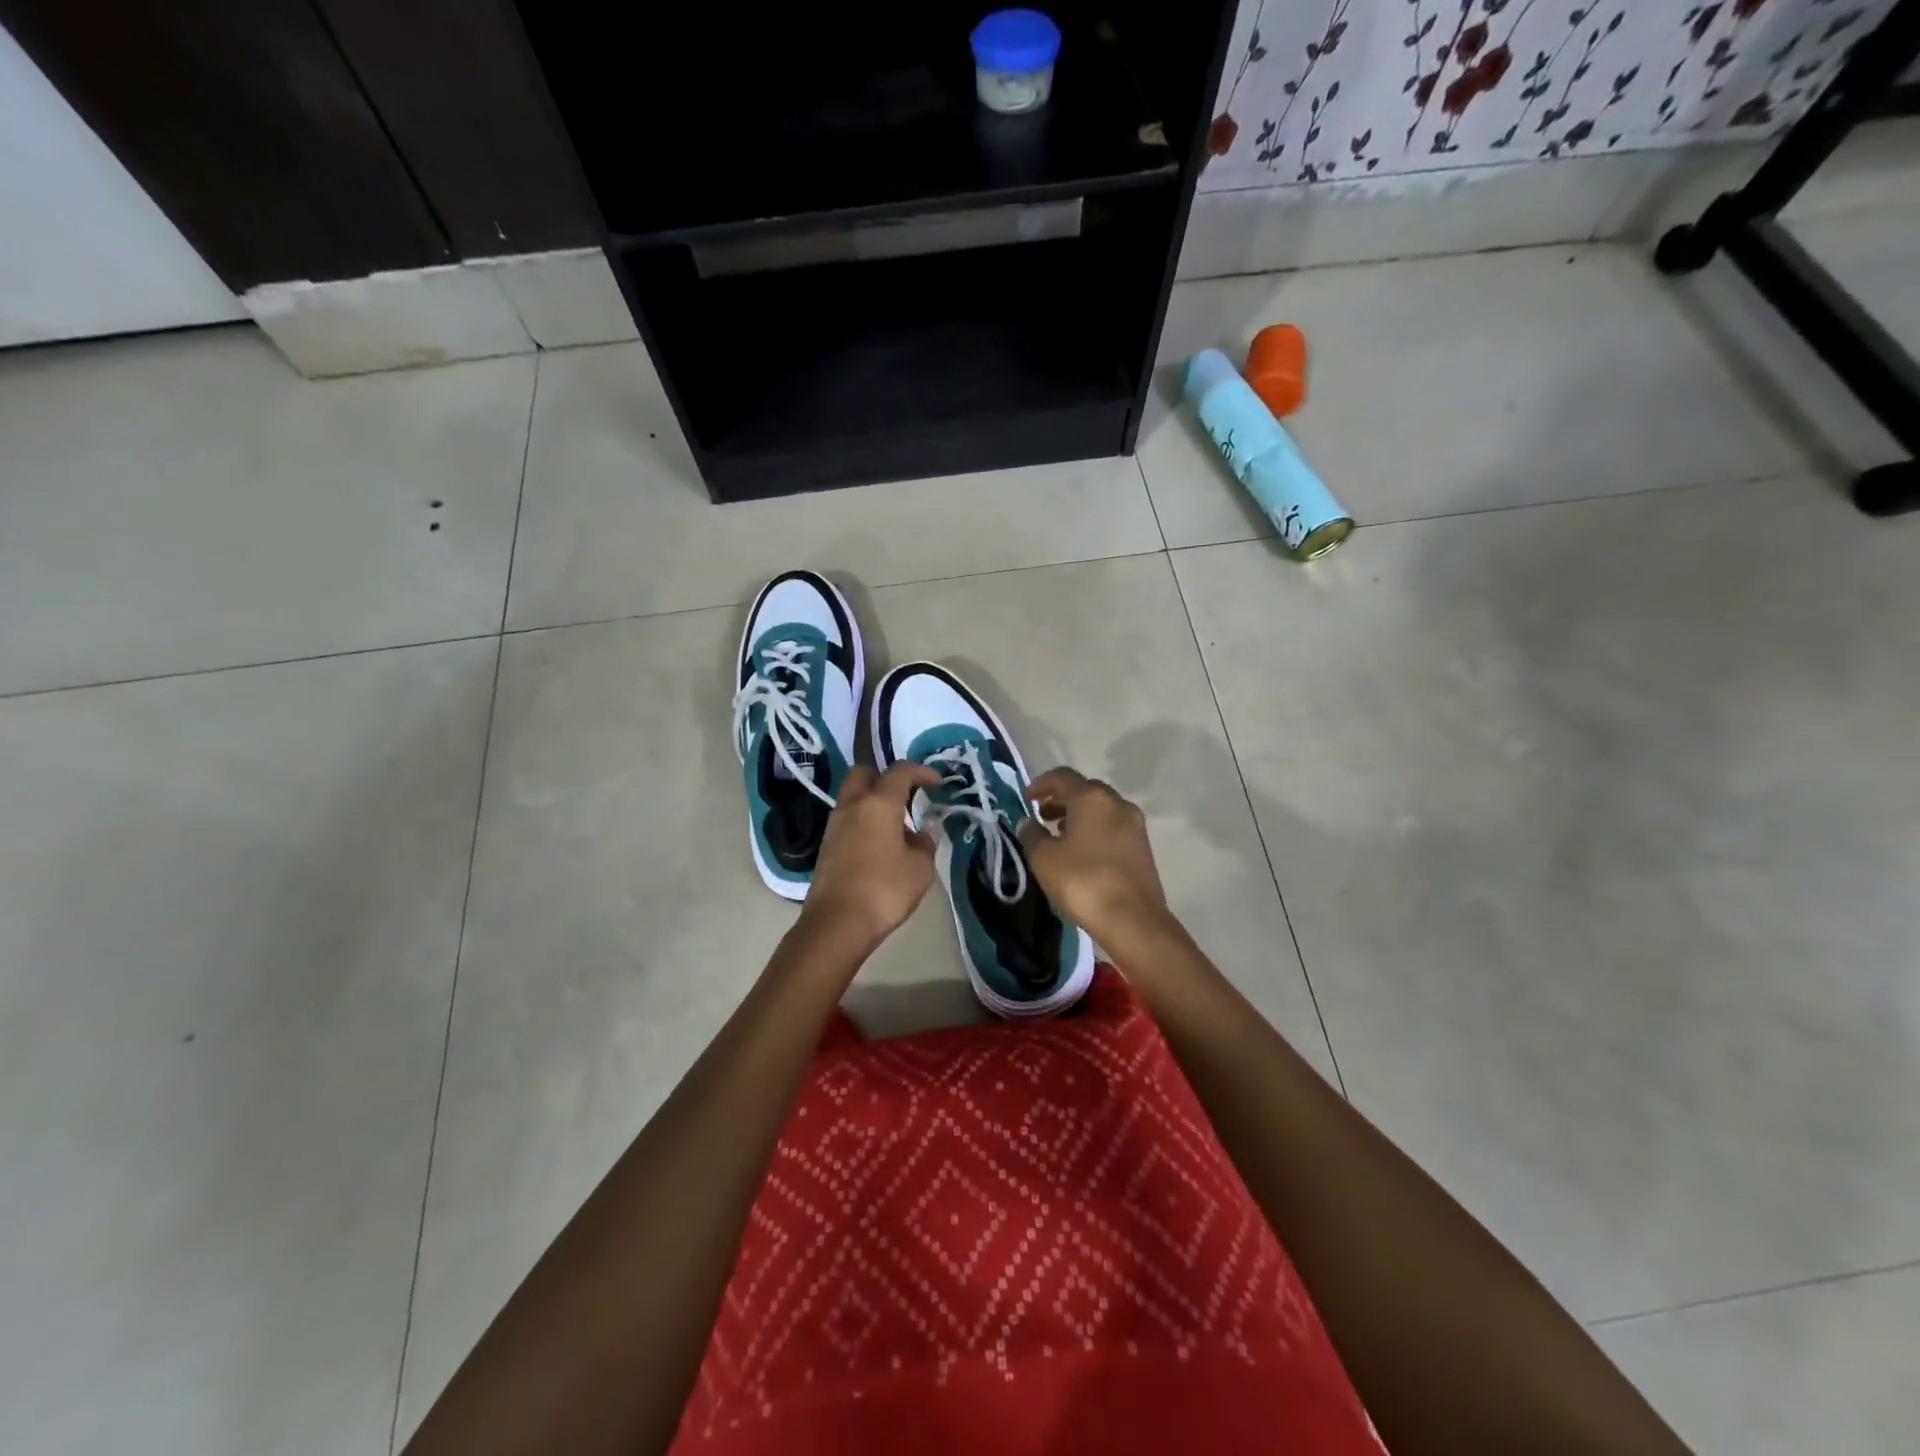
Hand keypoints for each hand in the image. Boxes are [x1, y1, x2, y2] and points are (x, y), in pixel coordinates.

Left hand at [799, 761, 941, 950]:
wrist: (837, 924)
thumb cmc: (884, 890)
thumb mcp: (920, 868)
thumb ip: (925, 844)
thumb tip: (922, 834)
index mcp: (878, 803)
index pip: (900, 771)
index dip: (921, 771)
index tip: (937, 782)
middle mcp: (852, 806)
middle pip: (864, 773)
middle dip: (886, 777)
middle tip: (906, 795)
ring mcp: (834, 825)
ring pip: (853, 797)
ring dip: (873, 801)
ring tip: (897, 825)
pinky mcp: (826, 846)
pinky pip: (847, 820)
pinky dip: (864, 821)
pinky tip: (880, 844)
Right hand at [1017, 768, 1172, 951]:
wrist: (1132, 919)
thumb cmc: (1082, 882)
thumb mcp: (1044, 859)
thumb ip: (1032, 835)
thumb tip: (1028, 822)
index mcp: (1091, 798)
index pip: (1062, 777)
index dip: (1041, 784)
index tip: (1027, 799)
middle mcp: (1117, 803)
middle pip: (1085, 789)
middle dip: (1062, 799)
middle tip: (1043, 816)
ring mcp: (1134, 824)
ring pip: (1102, 808)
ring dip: (1079, 814)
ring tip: (1060, 834)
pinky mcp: (1143, 846)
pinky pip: (1113, 825)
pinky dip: (1095, 828)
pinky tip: (1083, 851)